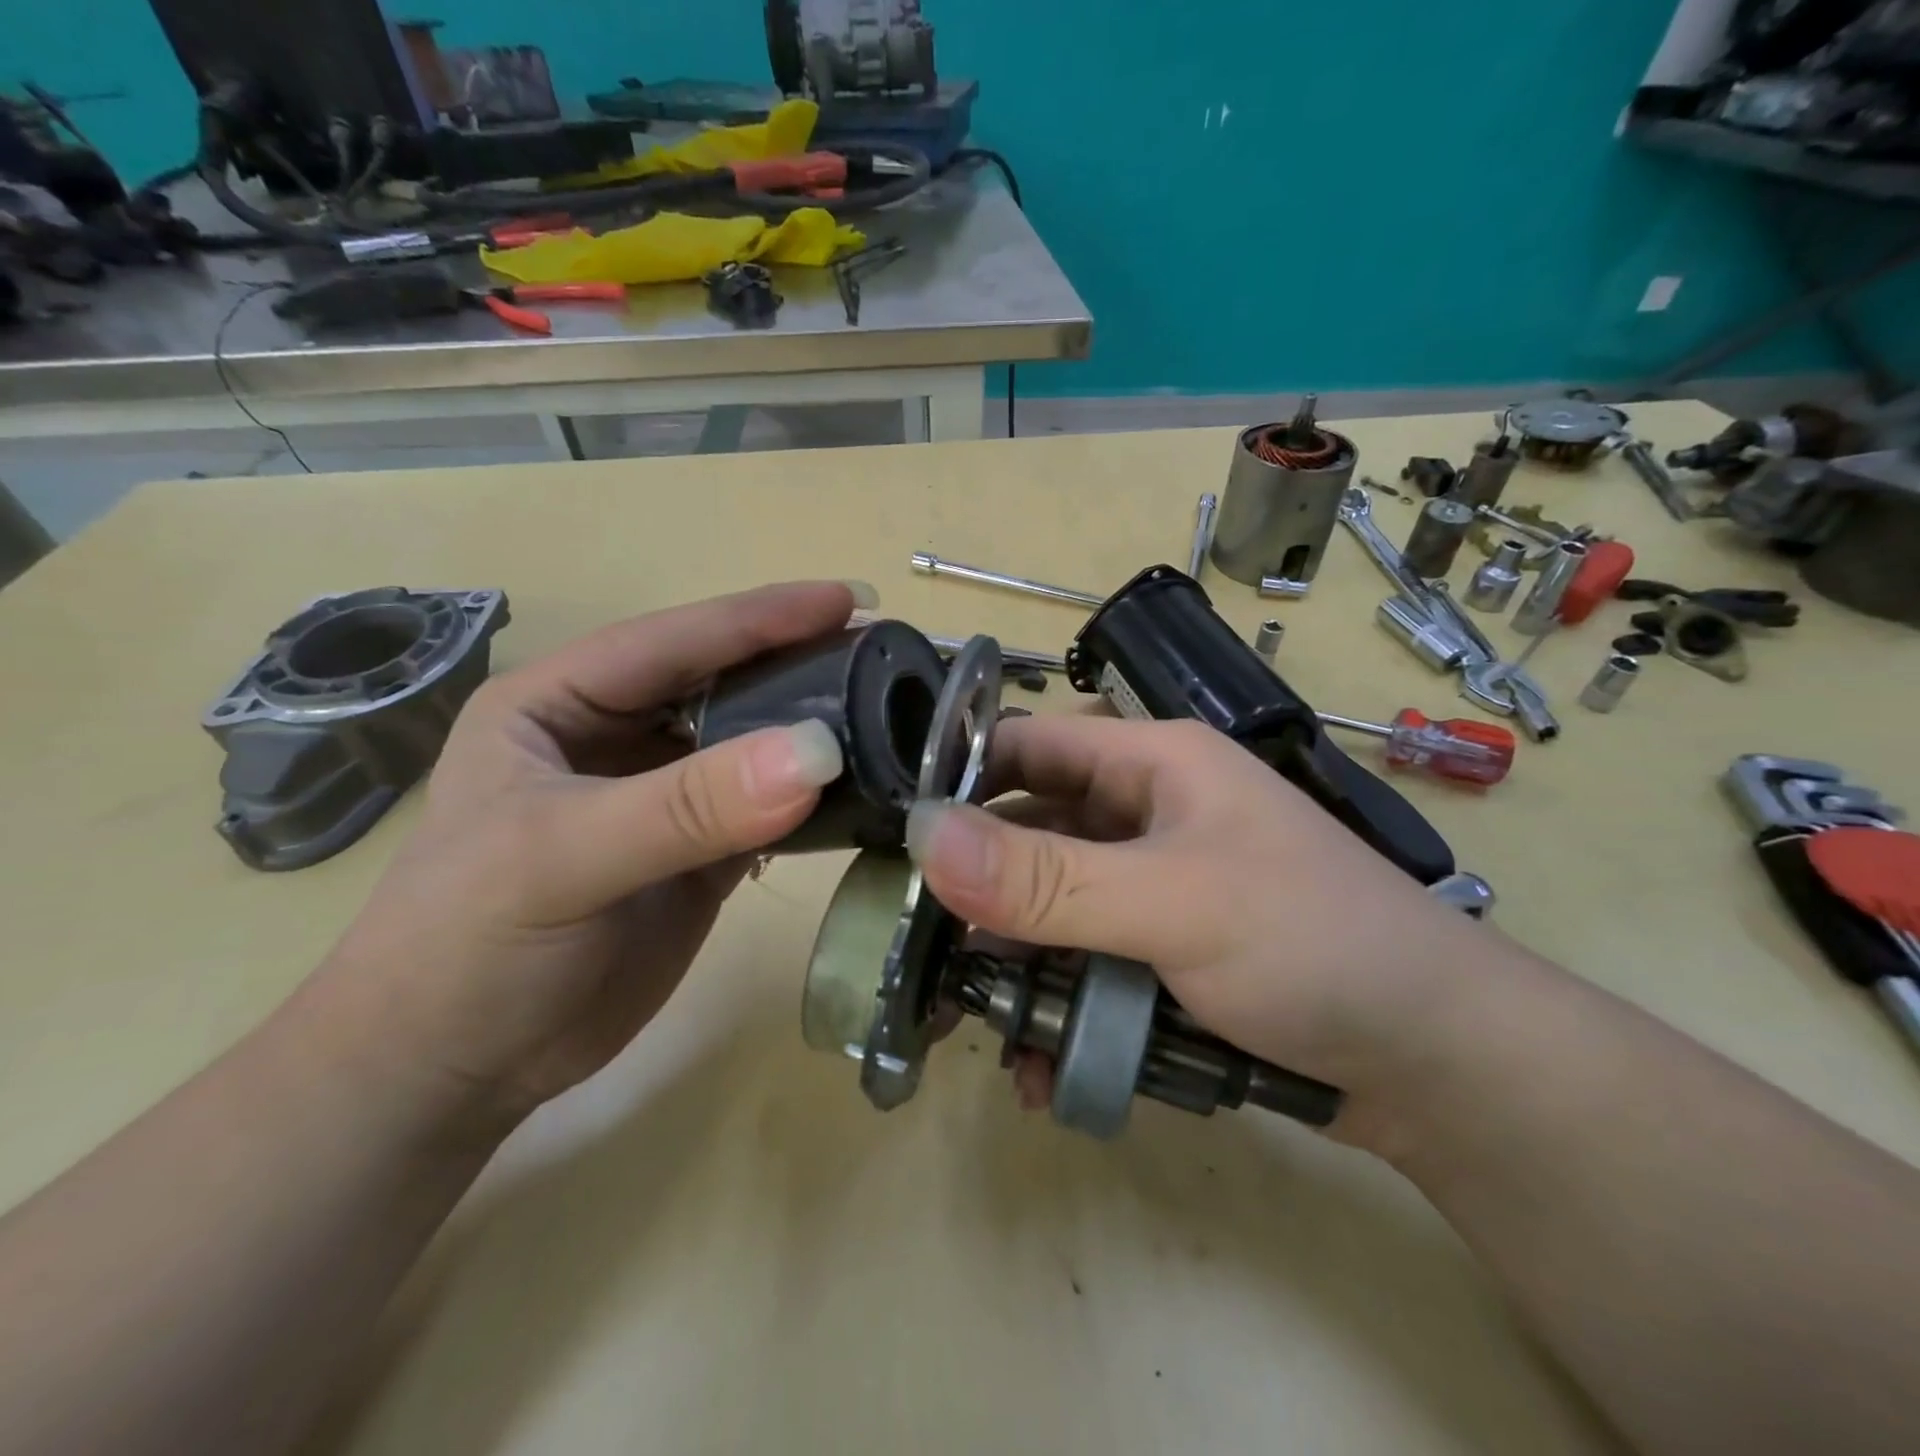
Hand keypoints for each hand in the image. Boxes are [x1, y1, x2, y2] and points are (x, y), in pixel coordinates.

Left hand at [310, 582, 862, 1121]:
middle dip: (802, 668)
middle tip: (887, 659)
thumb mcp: (563, 858)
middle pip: (727, 685)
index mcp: (564, 702)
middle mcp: (619, 737)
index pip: (676, 641)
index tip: (850, 600)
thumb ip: (688, 804)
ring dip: (815, 735)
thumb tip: (818, 751)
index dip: (762, 617)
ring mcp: (665, 800)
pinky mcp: (700, 856)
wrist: (454, 1070)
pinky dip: (813, 803)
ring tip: (892, 716)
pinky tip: (859, 793)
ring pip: (754, 748)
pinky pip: (769, 812)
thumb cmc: (468, 946)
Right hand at [905, 714, 1503, 1140]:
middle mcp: (1144, 814)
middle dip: (975, 897)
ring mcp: (1152, 886)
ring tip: (976, 1031)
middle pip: (1028, 836)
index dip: (957, 781)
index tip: (891, 843)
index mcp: (1150, 764)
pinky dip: (1056, 1007)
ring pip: (1050, 910)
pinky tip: (1042, 1065)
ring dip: (1013, 969)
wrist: (1440, 1063)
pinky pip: (1084, 963)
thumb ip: (1047, 878)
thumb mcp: (1174, 904)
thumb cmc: (1314, 945)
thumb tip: (922, 837)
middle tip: (917, 957)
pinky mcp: (1162, 950)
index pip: (1027, 746)